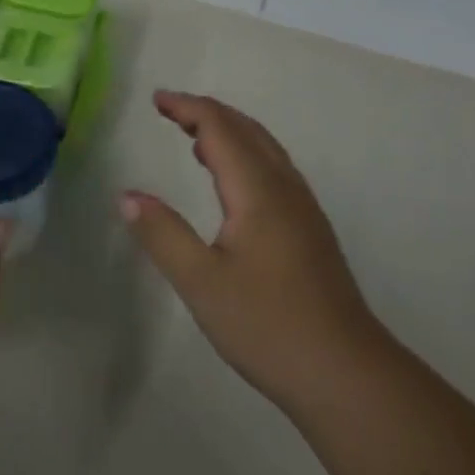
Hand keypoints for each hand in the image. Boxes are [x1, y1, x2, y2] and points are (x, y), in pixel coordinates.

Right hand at [122, 90, 378, 416]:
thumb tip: (127, 195)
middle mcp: (286, 189)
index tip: (156, 99)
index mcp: (258, 192)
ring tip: (194, 137)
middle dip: (208, 112)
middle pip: (247, 130)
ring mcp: (304, 210)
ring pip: (266, 150)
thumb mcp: (201, 282)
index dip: (188, 108)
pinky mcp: (311, 232)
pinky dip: (246, 155)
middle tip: (170, 110)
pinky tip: (233, 183)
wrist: (346, 374)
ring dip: (230, 132)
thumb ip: (162, 234)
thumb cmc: (268, 325)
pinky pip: (275, 171)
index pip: (221, 129)